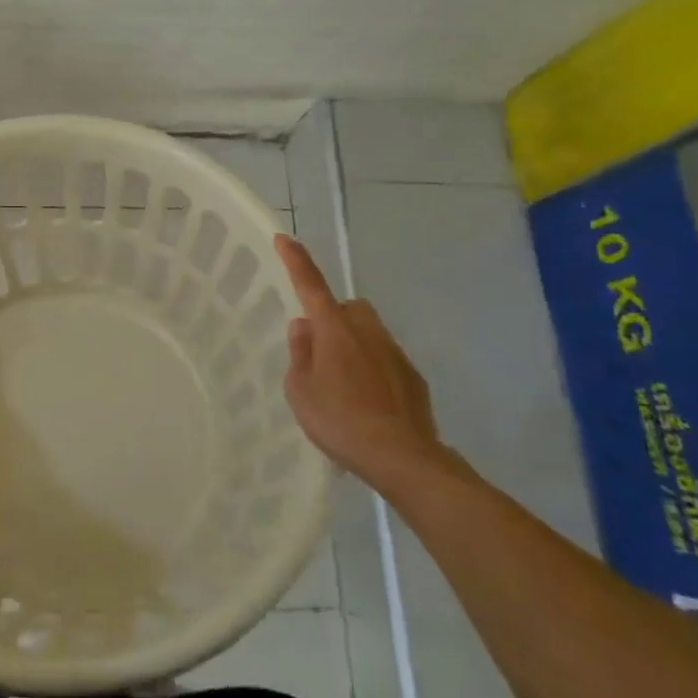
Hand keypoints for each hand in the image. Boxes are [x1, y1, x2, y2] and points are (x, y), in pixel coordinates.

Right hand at [273, 235, 444, 489]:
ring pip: (368, 333)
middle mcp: (367, 331)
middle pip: (347, 308)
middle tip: (319, 350)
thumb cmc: (341, 421)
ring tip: (342, 384)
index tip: (285, 239)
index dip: (296, 261)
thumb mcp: (301, 391)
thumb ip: (299, 354)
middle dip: (334, 318)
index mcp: (334, 330)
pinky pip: (385, 360)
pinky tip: (367, 403)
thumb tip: (304, 328)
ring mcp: (394, 353)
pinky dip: (373, 370)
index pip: (311, 285)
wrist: (403, 458)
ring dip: (353, 345)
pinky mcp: (413, 377)